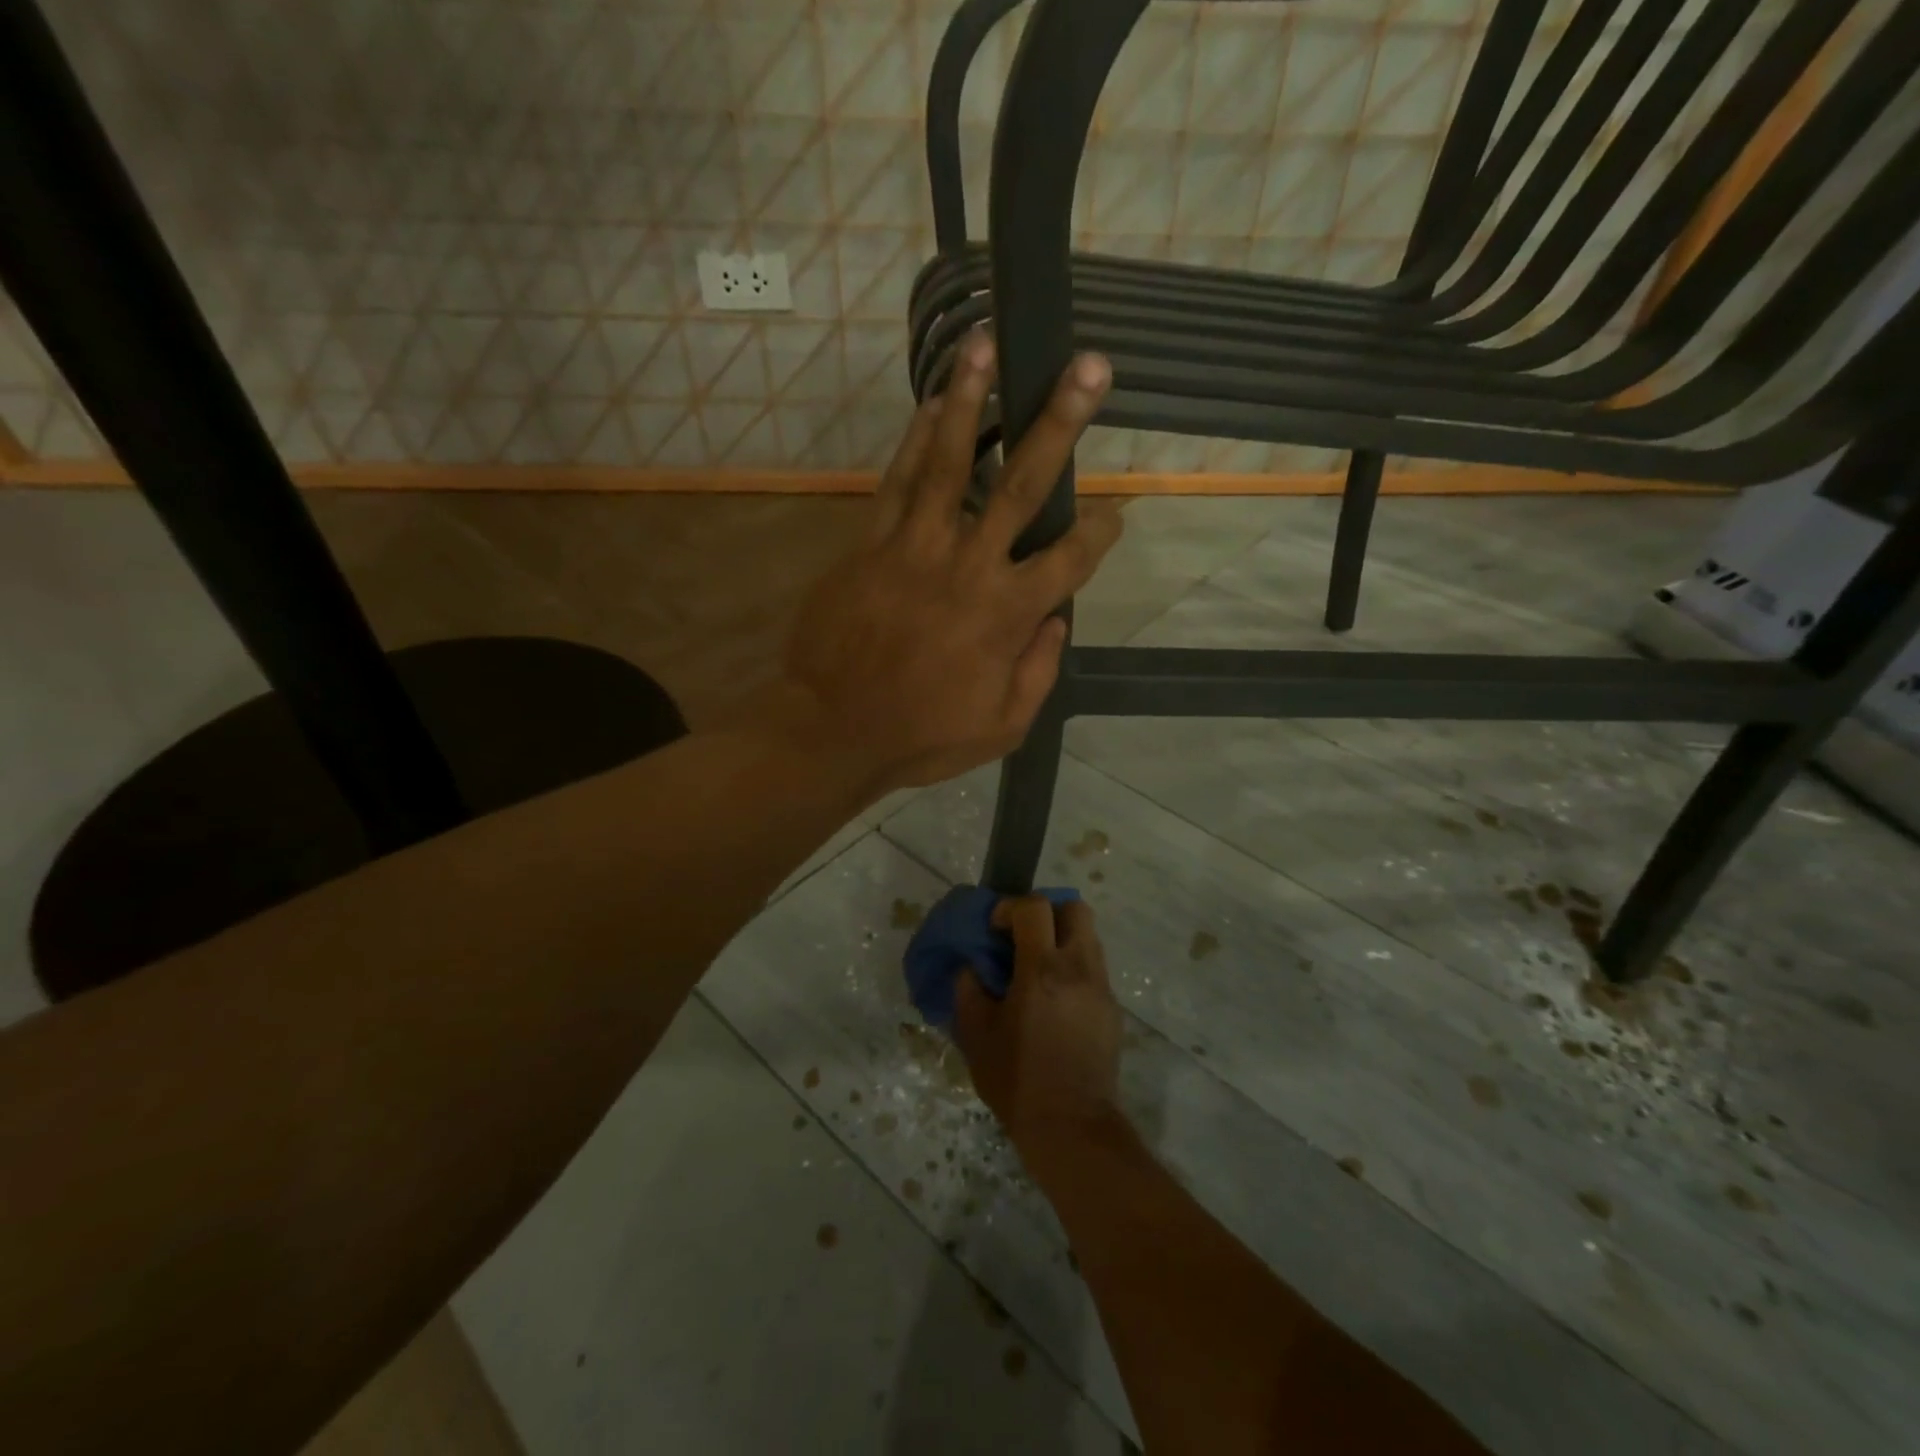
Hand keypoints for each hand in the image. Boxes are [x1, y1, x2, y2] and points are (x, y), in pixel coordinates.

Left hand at [782, 333, 1120, 793]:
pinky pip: (897, 481)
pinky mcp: (871, 543)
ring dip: (972, 400)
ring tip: (987, 345)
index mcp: (1007, 616)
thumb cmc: (921, 736)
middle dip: (1059, 423)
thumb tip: (1057, 621)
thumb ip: (1039, 671)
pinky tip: (930, 403)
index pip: (1070, 560)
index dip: (1099, 532)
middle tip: (1088, 368)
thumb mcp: (1002, 727)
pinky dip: (915, 440)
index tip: (1114, 513)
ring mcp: (915, 548)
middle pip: (1023, 485)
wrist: (831, 729)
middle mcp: (968, 567)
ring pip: (950, 462)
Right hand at [955, 896, 1123, 1165]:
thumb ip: (968, 991)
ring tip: (1037, 969)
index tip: (995, 928)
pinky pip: (1093, 968)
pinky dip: (1073, 968)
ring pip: (1088, 936)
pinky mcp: (1112, 1009)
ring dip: (1061, 938)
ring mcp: (1101, 988)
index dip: (1011, 907)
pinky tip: (1054, 1001)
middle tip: (1024, 936)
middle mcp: (1079, 969)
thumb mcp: (976, 1036)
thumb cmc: (1017, 1080)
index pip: (1035, 907)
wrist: (1072, 1127)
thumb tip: (971, 967)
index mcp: (1042, 970)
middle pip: (1075, 908)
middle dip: (1047, 911)